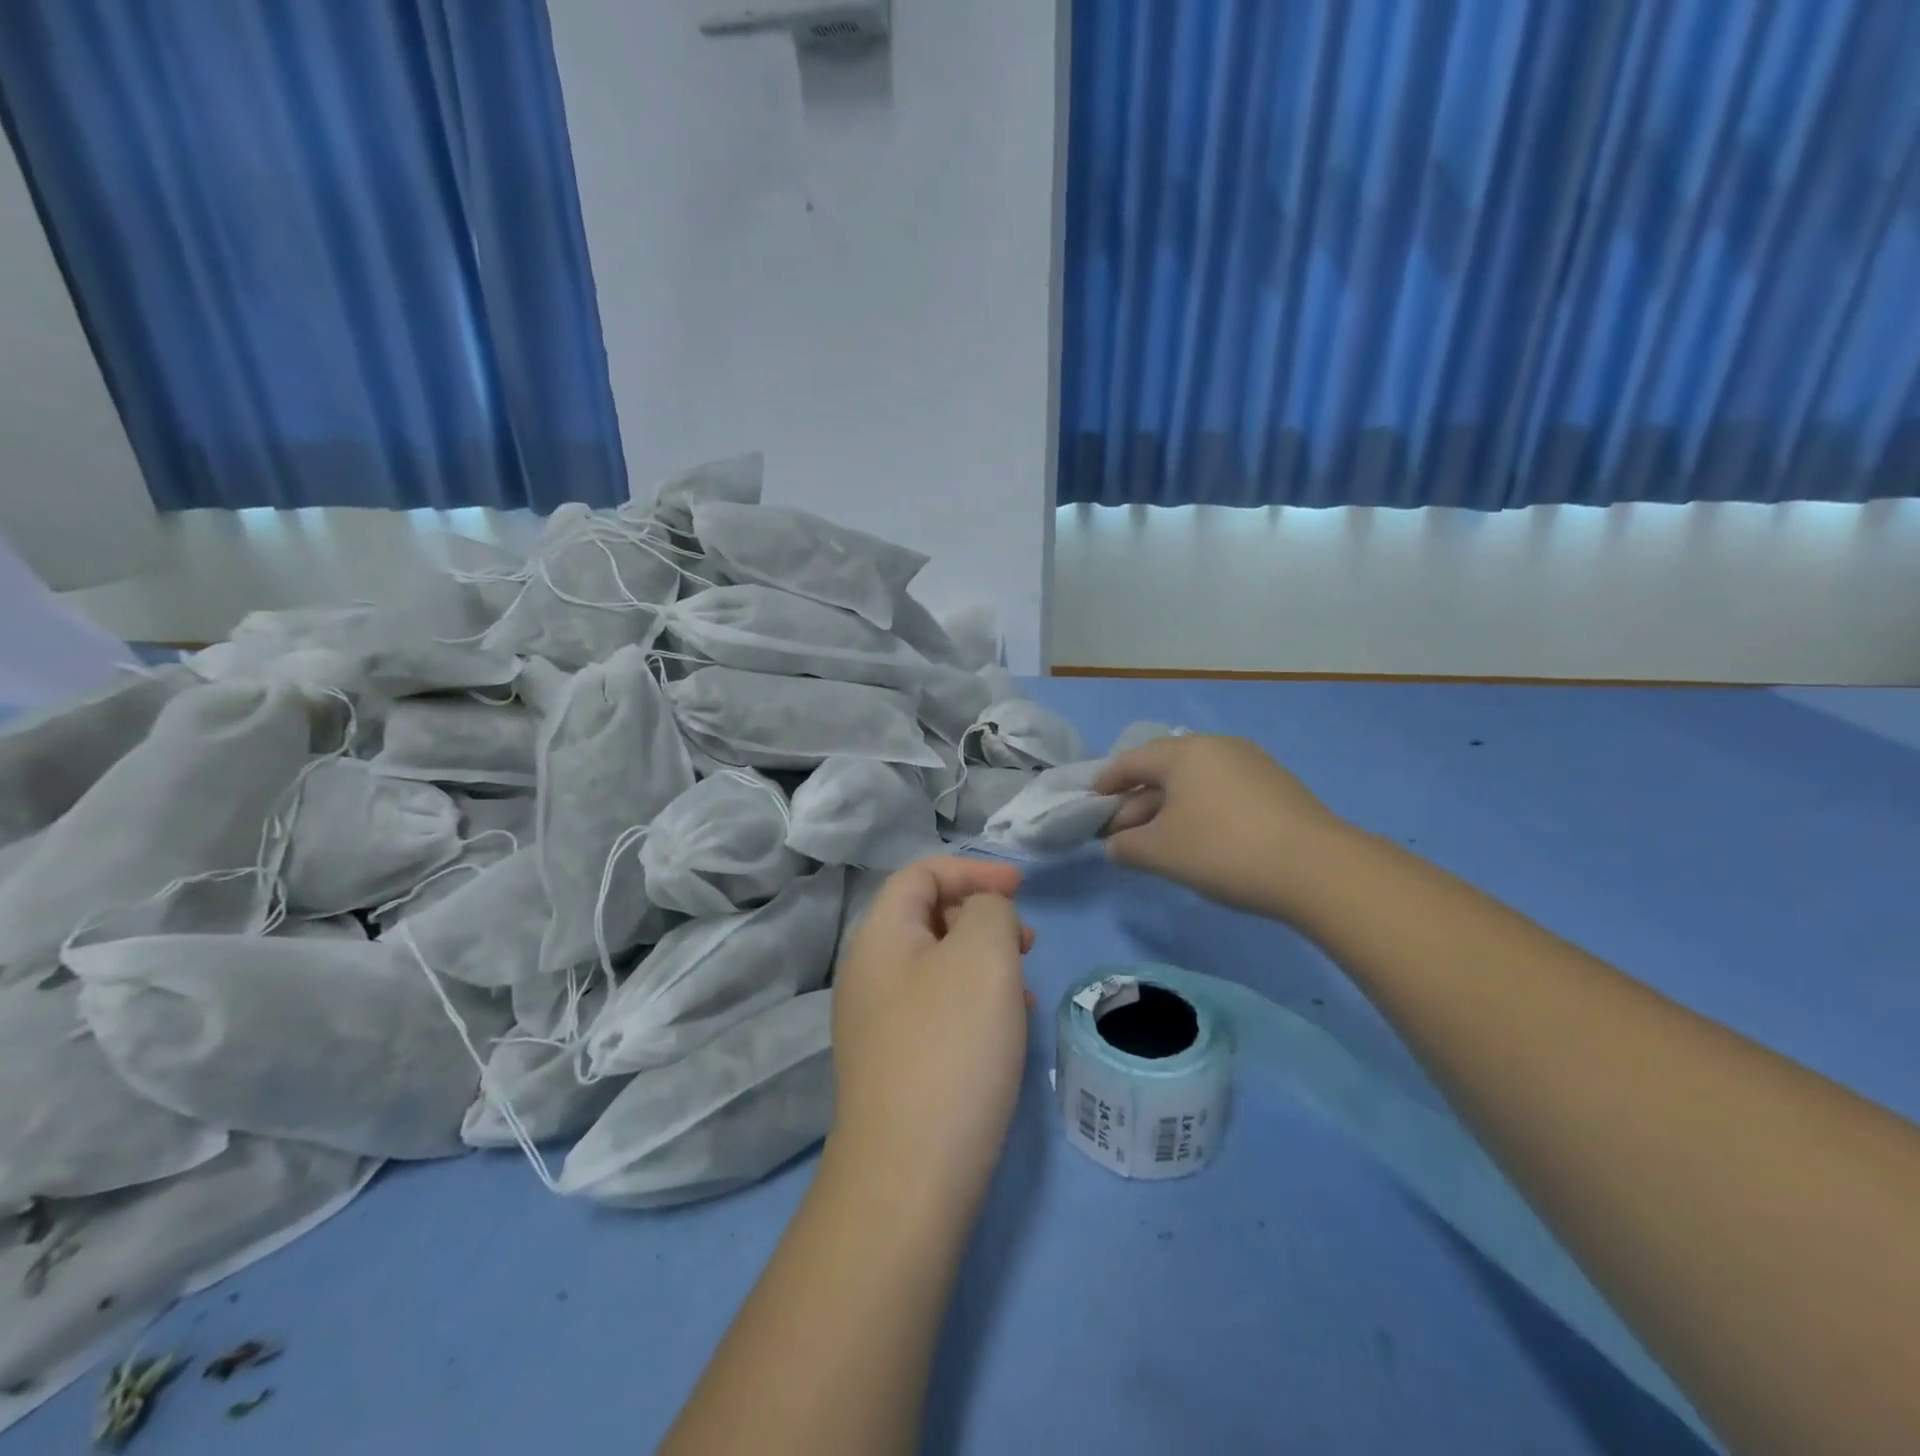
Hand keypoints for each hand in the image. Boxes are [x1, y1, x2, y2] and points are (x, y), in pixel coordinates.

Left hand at [829, 857, 1035, 1202]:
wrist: (910, 1174)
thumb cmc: (951, 1044)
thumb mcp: (983, 953)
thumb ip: (989, 910)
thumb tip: (984, 917)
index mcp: (880, 935)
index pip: (921, 874)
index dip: (972, 870)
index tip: (1022, 888)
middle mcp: (869, 972)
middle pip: (928, 917)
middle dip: (983, 917)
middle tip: (1027, 942)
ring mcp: (877, 1022)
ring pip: (939, 966)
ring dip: (985, 963)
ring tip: (1024, 989)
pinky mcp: (895, 1064)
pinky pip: (939, 1009)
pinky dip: (975, 1003)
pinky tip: (1005, 1031)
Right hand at [1093, 735, 1352, 921]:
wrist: (1317, 868)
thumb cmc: (1223, 850)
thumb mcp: (1161, 852)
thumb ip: (1126, 846)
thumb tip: (1115, 845)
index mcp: (1183, 752)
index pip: (1130, 762)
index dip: (1105, 784)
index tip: (1091, 806)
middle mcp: (1216, 747)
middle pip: (1162, 770)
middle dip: (1136, 802)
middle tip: (1121, 835)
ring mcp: (1250, 763)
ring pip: (1193, 782)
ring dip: (1168, 809)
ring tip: (1158, 842)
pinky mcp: (1275, 786)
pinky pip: (1220, 791)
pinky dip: (1199, 811)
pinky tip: (1199, 840)